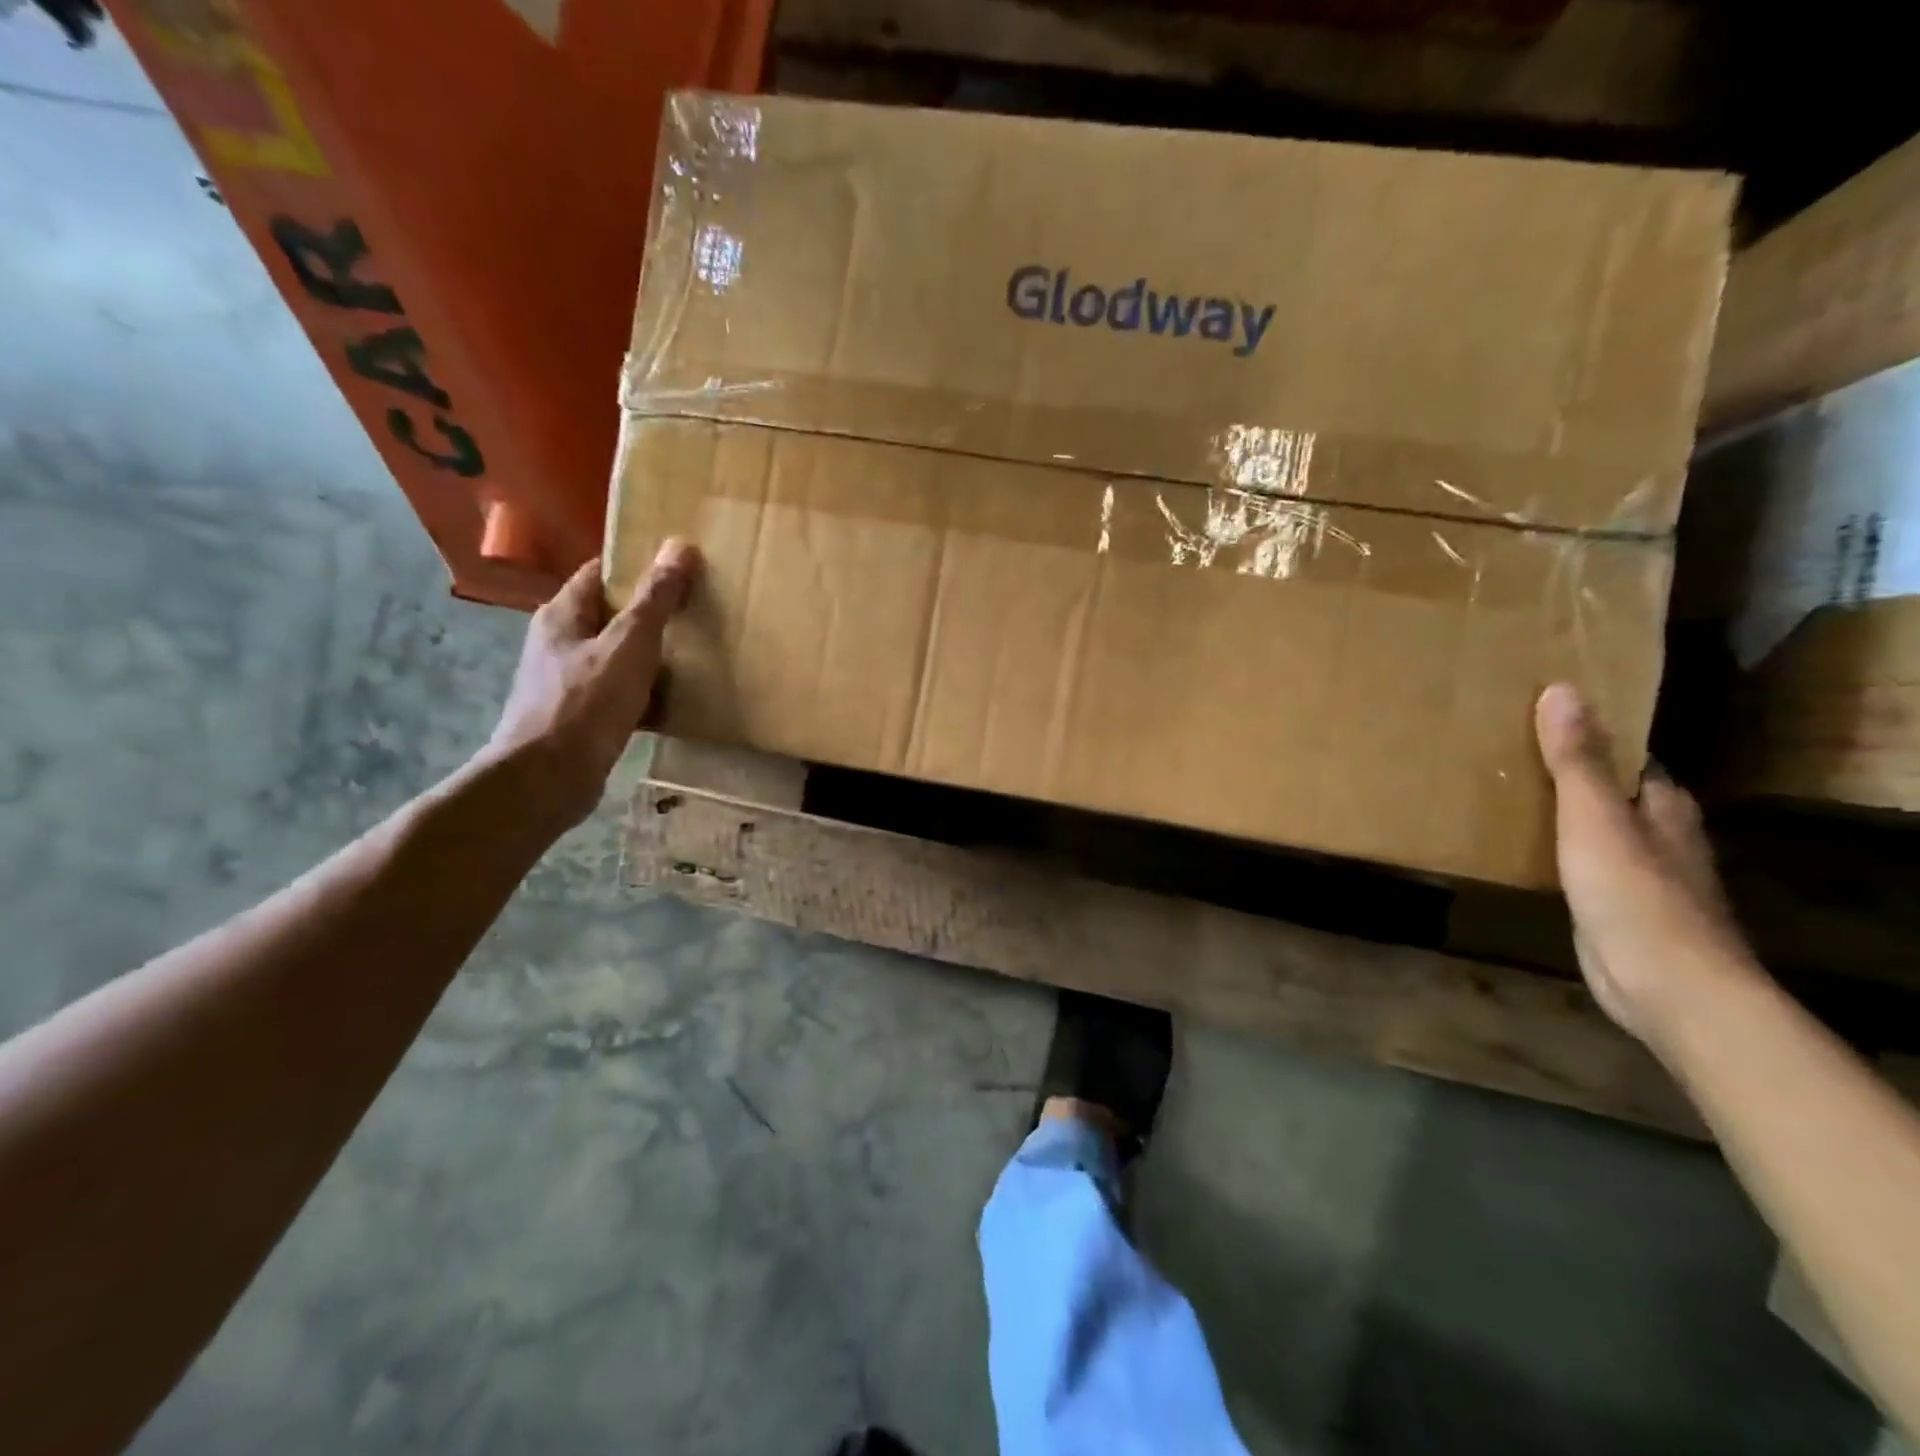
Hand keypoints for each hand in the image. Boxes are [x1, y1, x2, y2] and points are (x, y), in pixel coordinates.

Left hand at [482, 539, 699, 833]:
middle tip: (698, 611)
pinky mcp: (581, 718)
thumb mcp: (629, 645)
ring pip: (619, 657)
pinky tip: (677, 702)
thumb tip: (680, 546)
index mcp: (563, 614)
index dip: (639, 566)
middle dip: (652, 614)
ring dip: (652, 657)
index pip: (601, 572)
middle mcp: (560, 643)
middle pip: (612, 615)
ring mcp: (568, 682)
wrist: (547, 779)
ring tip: (697, 655)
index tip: (681, 568)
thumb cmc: (586, 704)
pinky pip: (621, 694)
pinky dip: (647, 695)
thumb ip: (655, 599)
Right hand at [1534, 682, 1754, 1045]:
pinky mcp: (1613, 905)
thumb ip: (1577, 761)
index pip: (1628, 756)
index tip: (1540, 715)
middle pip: (1609, 790)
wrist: (1665, 985)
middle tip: (1506, 747)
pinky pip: (1577, 861)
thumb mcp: (1594, 819)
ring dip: (1556, 810)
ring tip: (1500, 788)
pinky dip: (1552, 847)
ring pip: (1592, 826)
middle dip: (1567, 770)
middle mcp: (1657, 834)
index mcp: (1662, 806)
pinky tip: (1519, 845)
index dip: (1591, 733)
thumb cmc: (1634, 894)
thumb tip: (1561, 690)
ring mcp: (1637, 873)